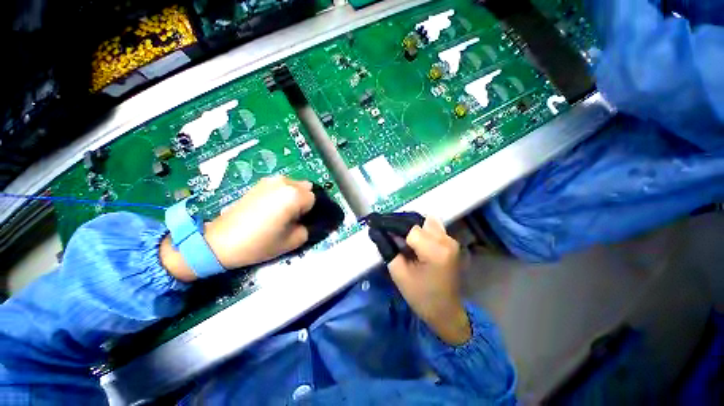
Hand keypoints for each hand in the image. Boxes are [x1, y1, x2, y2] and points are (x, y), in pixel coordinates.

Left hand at [161, 176, 314, 280]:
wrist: (221, 241)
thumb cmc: (259, 243)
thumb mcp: (293, 241)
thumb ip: (308, 228)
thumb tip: (307, 221)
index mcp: (294, 195)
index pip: (313, 199)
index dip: (308, 211)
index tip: (298, 221)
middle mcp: (284, 182)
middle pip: (305, 188)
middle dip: (303, 200)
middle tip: (292, 216)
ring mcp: (270, 180)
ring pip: (293, 184)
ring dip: (293, 195)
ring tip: (280, 211)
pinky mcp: (258, 183)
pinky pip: (280, 185)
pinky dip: (281, 193)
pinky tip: (269, 207)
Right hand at [388, 217, 470, 345]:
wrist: (446, 312)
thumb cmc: (421, 297)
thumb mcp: (399, 273)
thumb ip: (387, 248)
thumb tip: (376, 231)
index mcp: (435, 251)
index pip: (408, 228)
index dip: (390, 225)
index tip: (375, 224)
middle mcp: (446, 240)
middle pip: (417, 221)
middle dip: (398, 222)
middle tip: (383, 228)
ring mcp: (451, 240)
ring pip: (424, 221)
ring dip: (409, 225)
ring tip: (396, 233)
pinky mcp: (451, 242)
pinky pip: (431, 227)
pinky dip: (418, 228)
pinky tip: (409, 238)